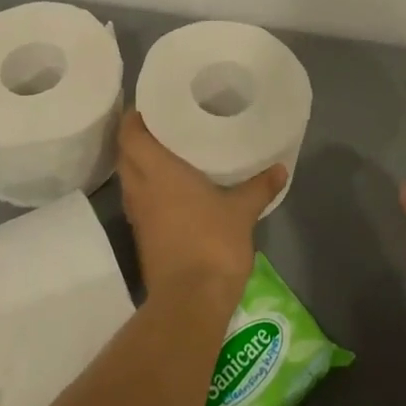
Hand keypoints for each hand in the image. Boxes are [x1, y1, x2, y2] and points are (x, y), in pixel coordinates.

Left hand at [115, 111, 285, 306]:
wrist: (190, 301)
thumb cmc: (212, 243)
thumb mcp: (242, 211)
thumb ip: (259, 187)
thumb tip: (280, 168)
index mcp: (157, 171)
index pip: (129, 134)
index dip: (133, 116)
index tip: (149, 104)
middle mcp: (140, 188)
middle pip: (125, 153)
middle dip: (136, 136)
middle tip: (162, 123)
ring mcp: (138, 214)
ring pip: (129, 177)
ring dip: (140, 162)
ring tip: (166, 149)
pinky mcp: (142, 235)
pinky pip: (138, 199)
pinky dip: (147, 186)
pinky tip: (170, 186)